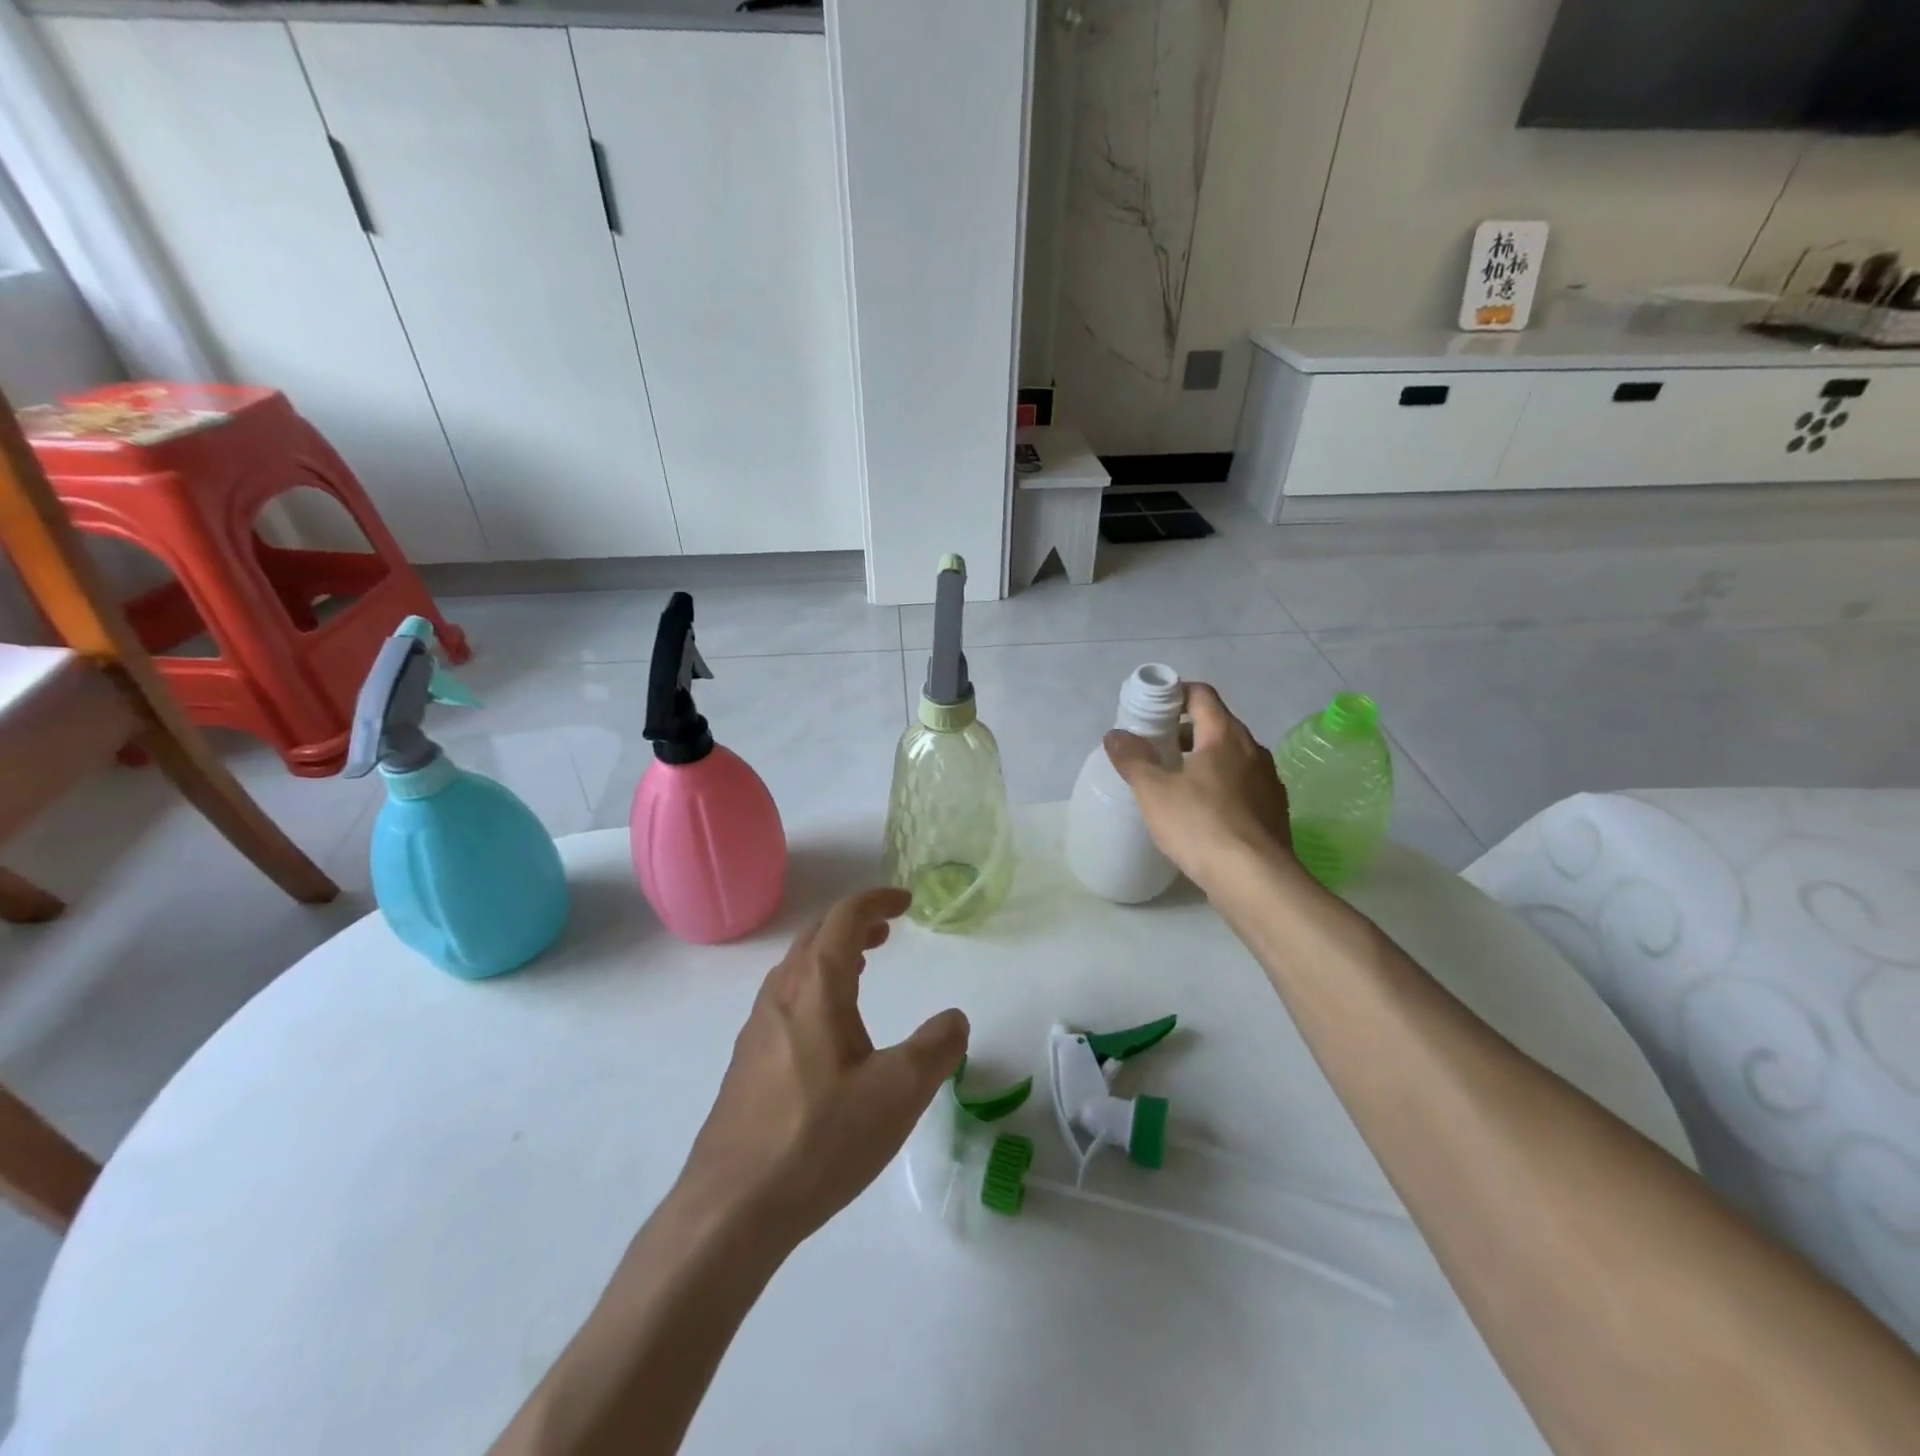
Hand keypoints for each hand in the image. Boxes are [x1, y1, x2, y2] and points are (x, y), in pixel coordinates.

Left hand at [676, 887, 968, 1246]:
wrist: (731, 1208)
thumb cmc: (820, 1138)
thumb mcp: (898, 1093)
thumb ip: (936, 1049)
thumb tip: (953, 1019)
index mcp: (816, 987)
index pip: (844, 918)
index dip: (875, 901)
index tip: (905, 901)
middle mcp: (781, 996)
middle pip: (815, 937)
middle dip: (853, 924)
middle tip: (886, 931)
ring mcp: (757, 1030)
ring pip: (796, 970)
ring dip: (831, 955)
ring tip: (860, 970)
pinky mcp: (747, 1064)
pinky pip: (785, 1001)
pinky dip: (815, 987)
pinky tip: (828, 1031)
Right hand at [1103, 682, 1299, 892]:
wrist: (1255, 880)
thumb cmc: (1200, 825)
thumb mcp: (1154, 791)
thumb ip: (1133, 759)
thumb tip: (1114, 734)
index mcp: (1225, 735)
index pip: (1202, 695)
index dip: (1176, 693)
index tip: (1152, 708)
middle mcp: (1253, 750)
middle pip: (1217, 724)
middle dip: (1185, 730)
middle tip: (1156, 747)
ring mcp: (1268, 781)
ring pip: (1231, 756)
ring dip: (1204, 759)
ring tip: (1175, 781)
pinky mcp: (1274, 810)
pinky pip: (1242, 784)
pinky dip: (1220, 785)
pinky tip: (1202, 812)